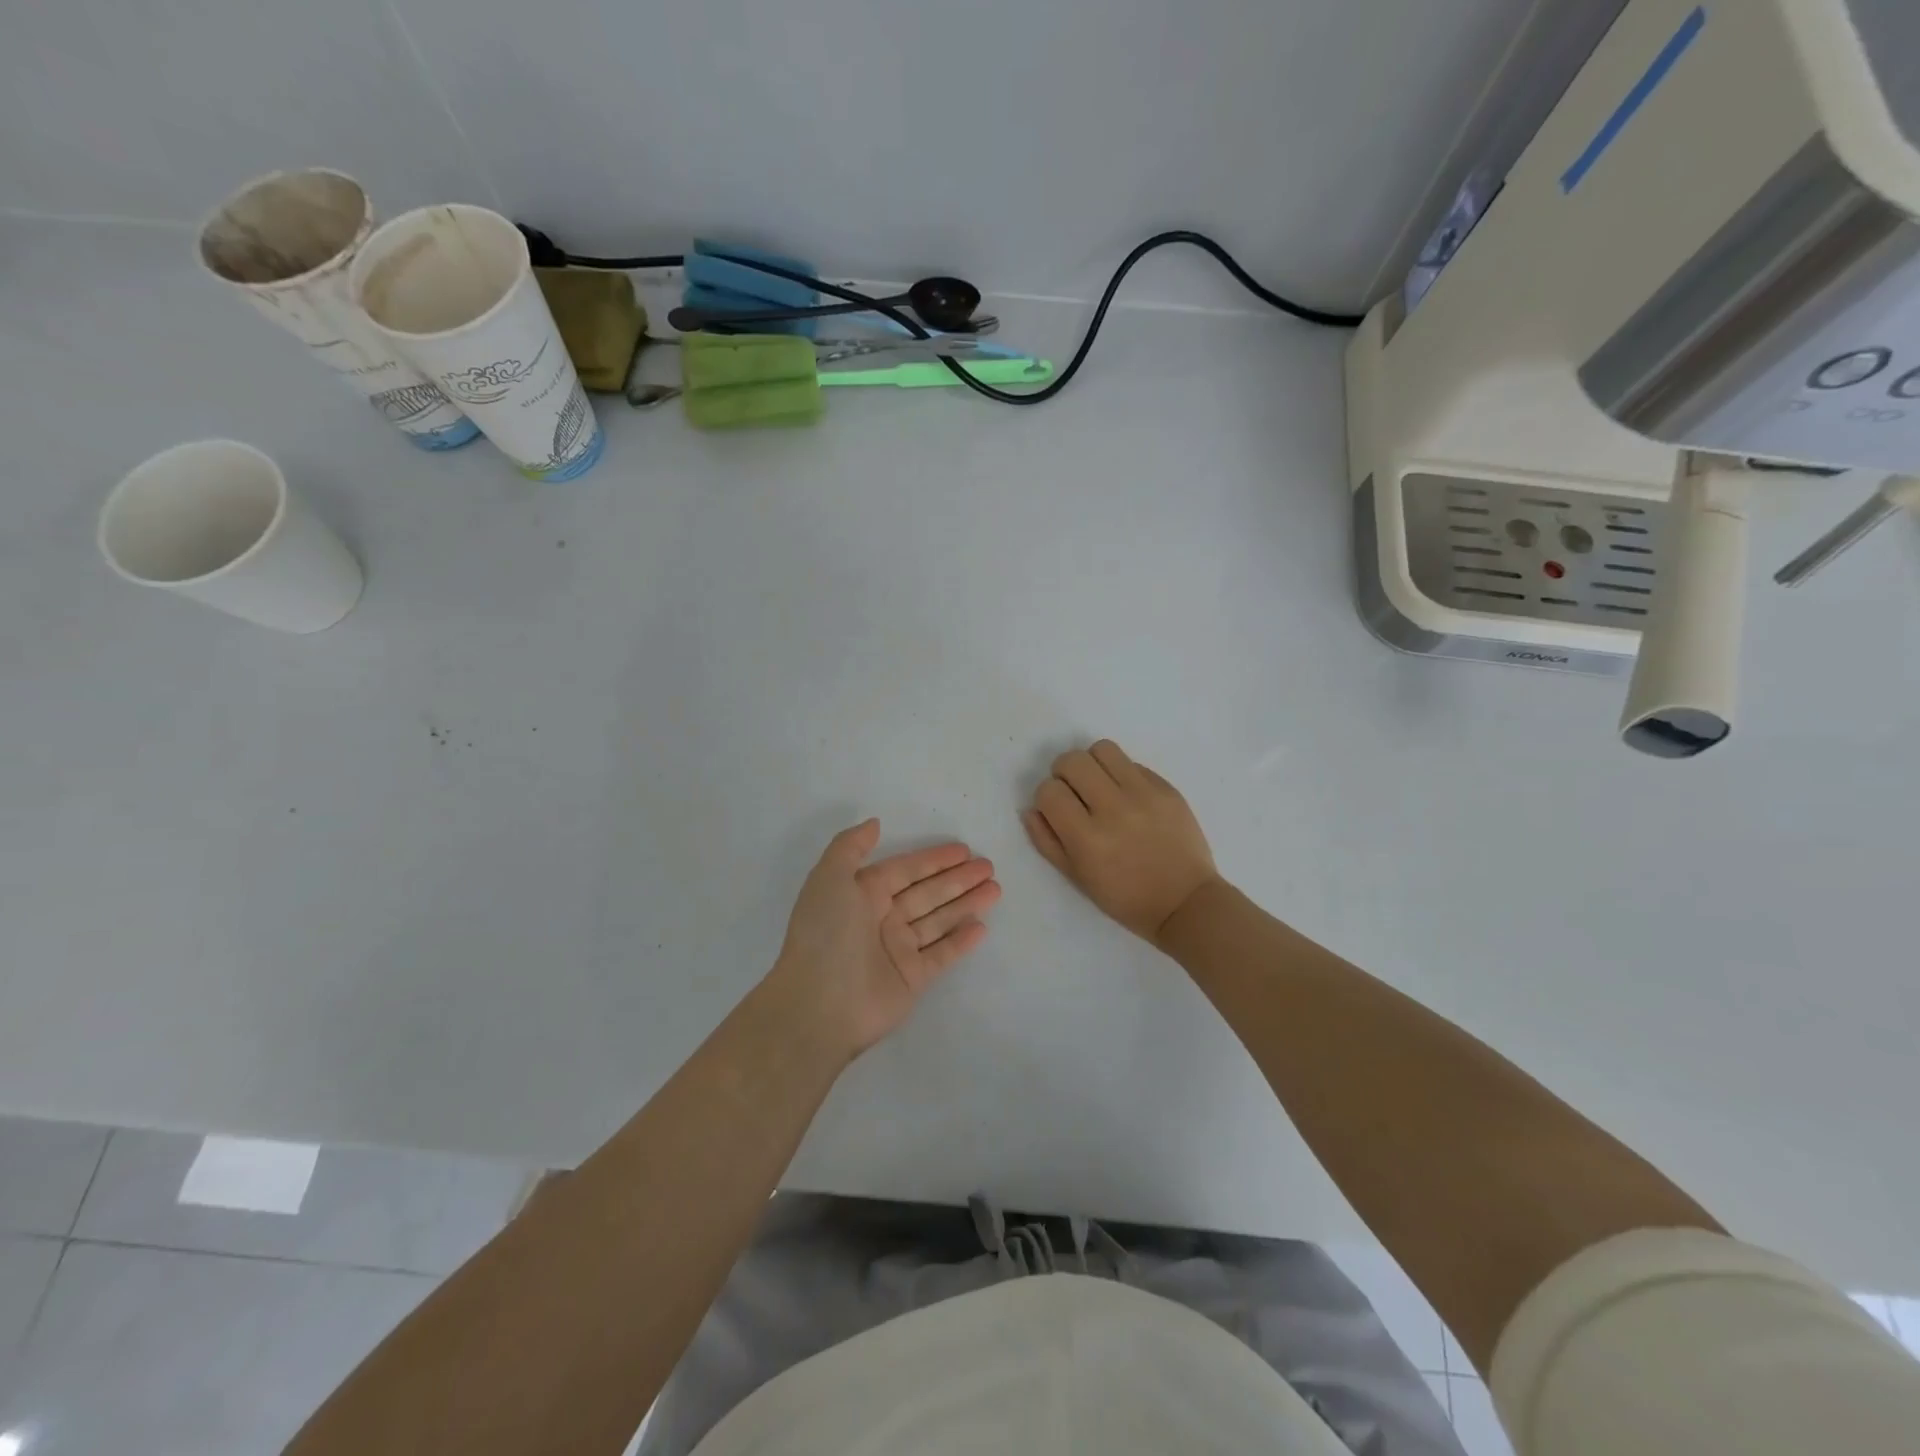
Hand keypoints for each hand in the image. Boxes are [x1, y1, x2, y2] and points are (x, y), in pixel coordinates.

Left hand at [772, 820, 998, 1056]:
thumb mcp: (828, 878)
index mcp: (862, 894)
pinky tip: (982, 927)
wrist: (820, 1004)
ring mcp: (898, 950)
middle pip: (927, 893)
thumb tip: (875, 823)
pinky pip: (942, 954)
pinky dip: (961, 941)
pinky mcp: (912, 978)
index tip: (964, 849)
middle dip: (958, 879)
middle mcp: (881, 919)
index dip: (934, 859)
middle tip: (989, 867)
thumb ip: (850, 846)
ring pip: (939, 920)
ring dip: (966, 904)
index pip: (905, 870)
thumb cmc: (825, 934)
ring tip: (995, 889)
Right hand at [1023, 740, 1219, 944]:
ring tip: (1099, 784)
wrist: (1185, 901)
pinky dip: (1121, 774)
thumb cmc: (1126, 898)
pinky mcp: (1166, 788)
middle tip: (1074, 792)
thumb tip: (1032, 809)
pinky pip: (1132, 763)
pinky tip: (1128, 796)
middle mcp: (1113, 809)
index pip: (1049, 791)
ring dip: (1092, 763)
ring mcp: (1144, 795)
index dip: (1046, 798)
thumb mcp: (1077, 878)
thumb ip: (1047, 841)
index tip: (1057, 810)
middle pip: (1072, 761)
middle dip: (1064, 773)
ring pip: (1103, 749)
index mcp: (1087, 839)